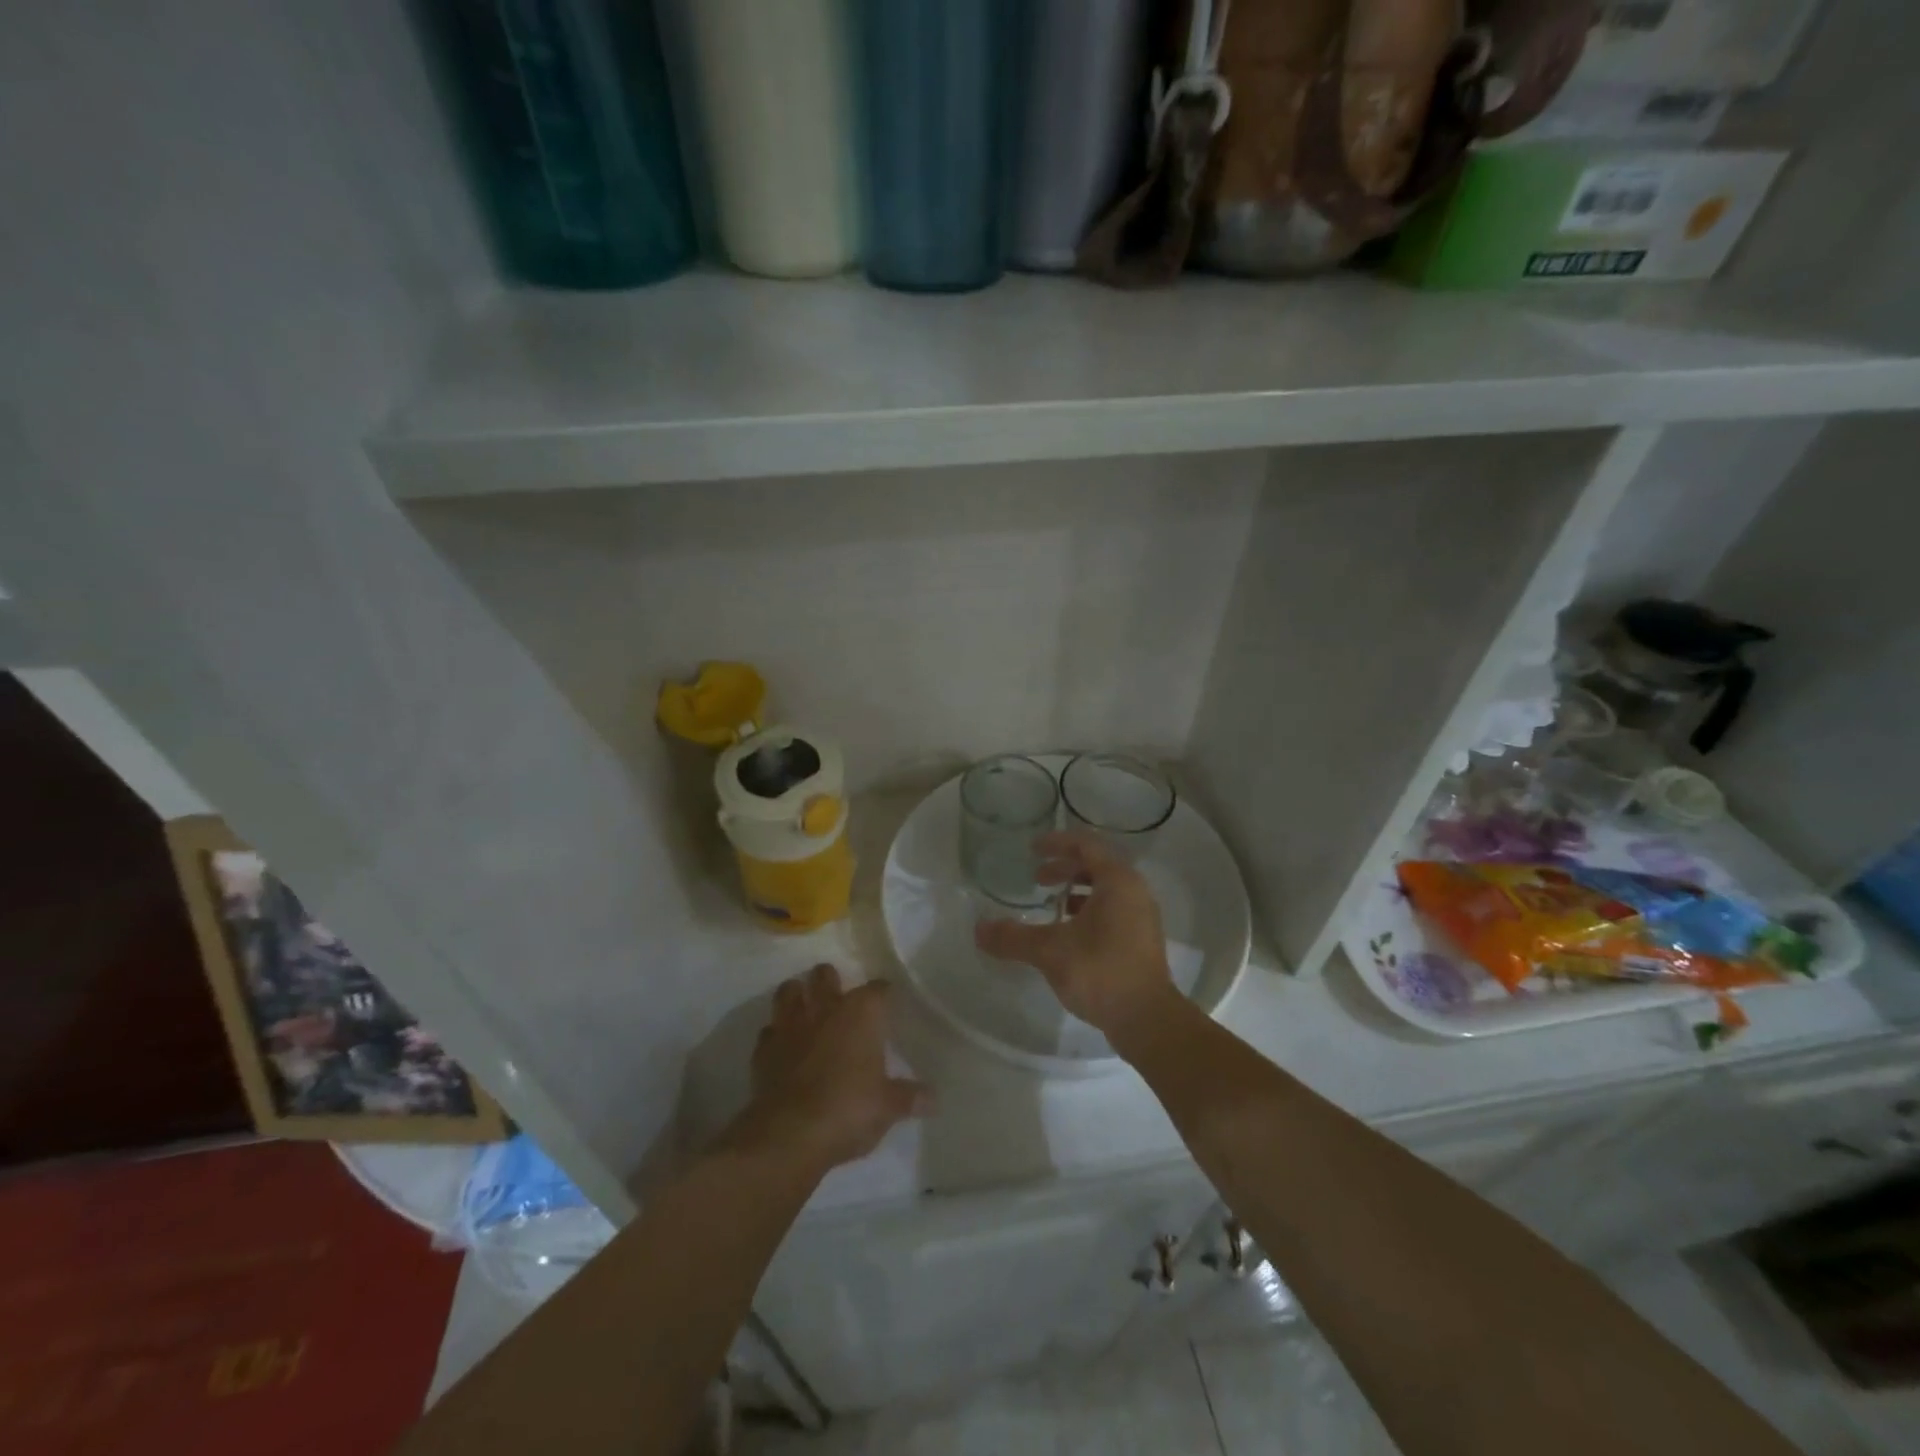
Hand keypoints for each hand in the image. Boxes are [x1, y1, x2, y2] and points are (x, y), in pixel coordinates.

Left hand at [725, 964, 928, 1174]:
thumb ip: (909, 1097)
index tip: (888, 1002)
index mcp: (861, 1013)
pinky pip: (768, 1030)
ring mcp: (790, 1025)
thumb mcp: (888, 1107)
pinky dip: (776, 1034)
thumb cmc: (849, 1110)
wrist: (789, 1134)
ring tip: (805, 1009)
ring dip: (797, 995)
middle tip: (839, 1000)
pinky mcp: (763, 1049)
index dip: (884, 994)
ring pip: (789, 991)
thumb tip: (934, 1099)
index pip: (878, 989)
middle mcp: (825, 1008)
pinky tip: (783, 1047)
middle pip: (826, 975)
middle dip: (831, 981)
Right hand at [972, 831, 1178, 1054]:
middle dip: (1064, 868)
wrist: (1147, 1020)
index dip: (1057, 843)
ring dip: (1076, 891)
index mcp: (1117, 881)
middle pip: (1097, 866)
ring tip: (1051, 906)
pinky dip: (1088, 911)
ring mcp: (1142, 917)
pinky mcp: (1141, 940)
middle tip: (1036, 878)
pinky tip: (1068, 933)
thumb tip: (978, 929)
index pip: (1086, 845)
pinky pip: (1112, 910)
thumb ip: (1013, 937)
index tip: (1032, 849)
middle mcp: (1134, 891)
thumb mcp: (1050, 951)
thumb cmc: (1101, 971)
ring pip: (1105, 890)